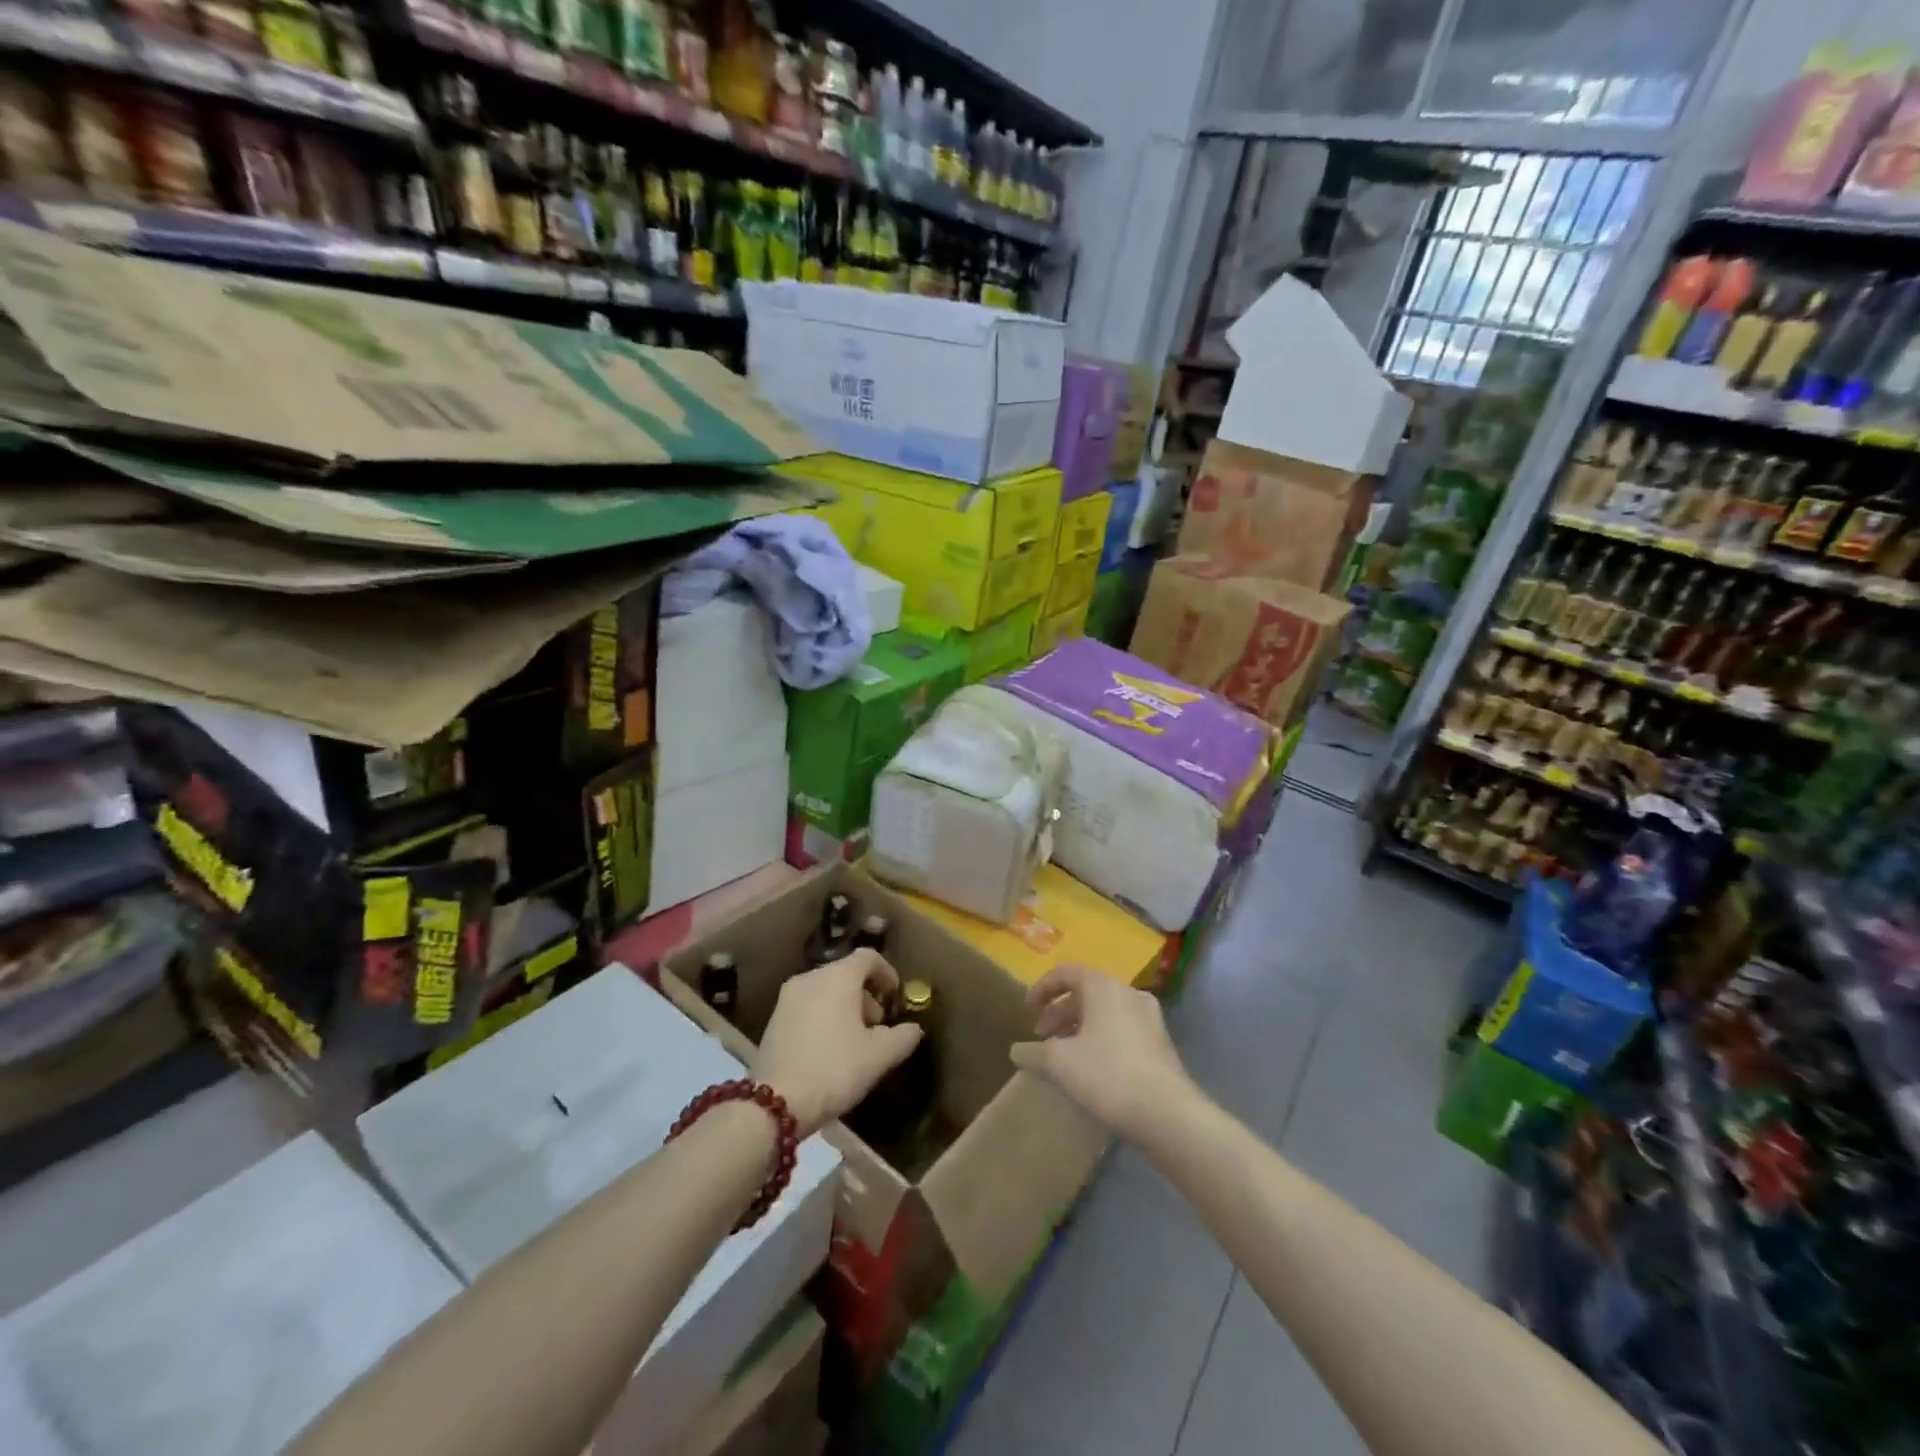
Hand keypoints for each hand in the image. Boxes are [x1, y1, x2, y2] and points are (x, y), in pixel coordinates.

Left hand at [753, 949, 921, 1136]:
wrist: (775, 1103)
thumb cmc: (835, 1069)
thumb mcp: (879, 1056)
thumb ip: (903, 1037)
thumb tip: (913, 1028)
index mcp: (838, 977)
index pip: (868, 957)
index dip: (886, 972)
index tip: (895, 996)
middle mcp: (811, 978)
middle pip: (846, 974)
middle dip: (866, 995)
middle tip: (877, 1026)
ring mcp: (787, 998)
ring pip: (825, 990)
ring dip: (845, 1008)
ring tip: (854, 1042)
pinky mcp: (773, 1019)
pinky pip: (808, 1006)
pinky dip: (824, 1016)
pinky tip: (829, 1049)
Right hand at [1010, 963, 1196, 1140]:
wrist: (1168, 1113)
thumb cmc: (1108, 1075)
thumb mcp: (1060, 1063)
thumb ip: (1034, 1052)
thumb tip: (1016, 1051)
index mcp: (1103, 986)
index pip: (1065, 972)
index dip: (1041, 989)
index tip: (1027, 1012)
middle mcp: (1128, 992)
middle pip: (1086, 992)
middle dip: (1059, 1012)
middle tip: (1042, 1037)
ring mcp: (1149, 1017)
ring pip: (1105, 1012)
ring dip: (1079, 1027)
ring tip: (1063, 1055)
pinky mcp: (1160, 1042)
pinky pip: (1121, 1029)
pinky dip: (1100, 1038)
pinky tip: (1091, 1068)